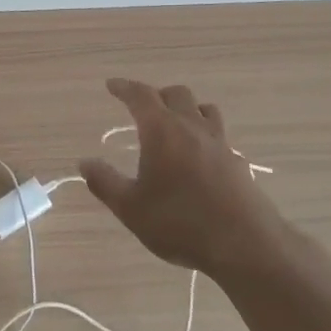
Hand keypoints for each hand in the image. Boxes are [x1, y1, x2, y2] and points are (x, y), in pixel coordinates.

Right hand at [79, 78, 293, 280]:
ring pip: (204, 109)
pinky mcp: (238, 163)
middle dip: (157, 94)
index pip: (141, 96)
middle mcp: (192, 128)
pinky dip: (205, 133)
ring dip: (187, 108)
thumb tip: (84, 162)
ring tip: (175, 122)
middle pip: (176, 94)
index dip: (124, 87)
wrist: (245, 246)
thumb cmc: (180, 223)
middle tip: (142, 106)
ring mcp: (220, 144)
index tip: (112, 84)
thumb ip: (105, 182)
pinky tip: (200, 155)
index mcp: (162, 131)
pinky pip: (219, 135)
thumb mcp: (131, 208)